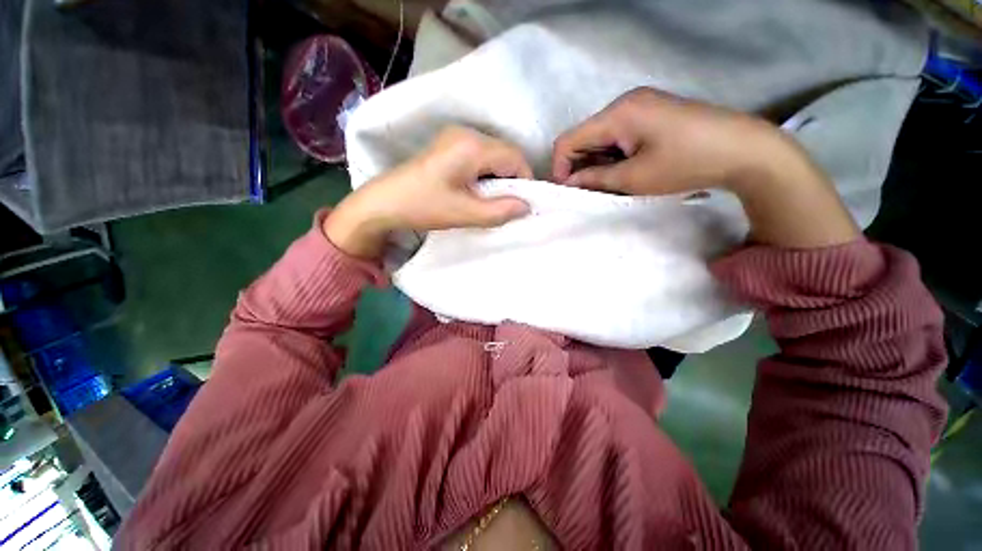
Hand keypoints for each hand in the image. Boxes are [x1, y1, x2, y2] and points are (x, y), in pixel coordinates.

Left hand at [325, 126, 532, 257]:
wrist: (385, 202)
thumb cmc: (423, 206)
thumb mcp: (465, 213)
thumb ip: (500, 211)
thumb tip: (527, 207)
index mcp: (472, 146)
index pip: (514, 157)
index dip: (525, 180)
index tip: (524, 204)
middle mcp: (466, 133)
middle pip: (505, 153)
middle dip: (513, 179)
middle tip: (509, 205)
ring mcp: (456, 137)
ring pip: (494, 155)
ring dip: (500, 177)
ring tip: (494, 201)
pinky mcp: (449, 145)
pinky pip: (481, 156)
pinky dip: (487, 174)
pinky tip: (480, 191)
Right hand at [553, 87, 858, 247]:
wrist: (743, 150)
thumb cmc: (686, 163)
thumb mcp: (634, 178)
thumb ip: (595, 179)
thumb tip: (569, 183)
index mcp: (618, 114)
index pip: (568, 140)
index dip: (560, 167)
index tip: (568, 191)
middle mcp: (624, 103)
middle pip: (583, 137)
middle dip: (578, 166)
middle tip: (588, 192)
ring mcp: (640, 106)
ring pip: (600, 138)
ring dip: (596, 163)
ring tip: (608, 184)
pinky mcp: (651, 114)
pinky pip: (617, 136)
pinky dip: (612, 156)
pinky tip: (623, 171)